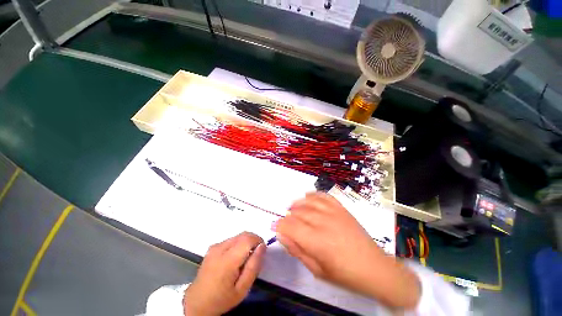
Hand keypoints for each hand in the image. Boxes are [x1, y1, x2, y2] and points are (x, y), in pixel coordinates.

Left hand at [183, 232, 264, 315]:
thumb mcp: (242, 289)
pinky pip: (231, 240)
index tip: (262, 251)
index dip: (258, 241)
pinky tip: (235, 258)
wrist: (197, 303)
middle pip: (243, 235)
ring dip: (246, 242)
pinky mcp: (213, 247)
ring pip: (238, 236)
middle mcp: (220, 248)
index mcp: (227, 260)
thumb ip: (253, 266)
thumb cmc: (222, 299)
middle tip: (255, 256)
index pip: (247, 239)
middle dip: (253, 240)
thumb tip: (262, 246)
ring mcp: (215, 246)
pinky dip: (238, 244)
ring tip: (245, 259)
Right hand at [275, 192, 420, 309]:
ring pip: (308, 202)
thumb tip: (282, 235)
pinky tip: (308, 197)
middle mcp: (323, 222)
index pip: (290, 226)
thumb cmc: (344, 274)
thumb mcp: (317, 270)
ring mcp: (333, 213)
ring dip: (297, 204)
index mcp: (316, 241)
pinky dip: (313, 195)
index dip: (279, 225)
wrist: (374, 267)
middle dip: (288, 216)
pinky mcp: (341, 208)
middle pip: (298, 212)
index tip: (275, 227)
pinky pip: (324, 196)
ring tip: (293, 208)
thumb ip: (297, 250)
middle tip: (286, 221)